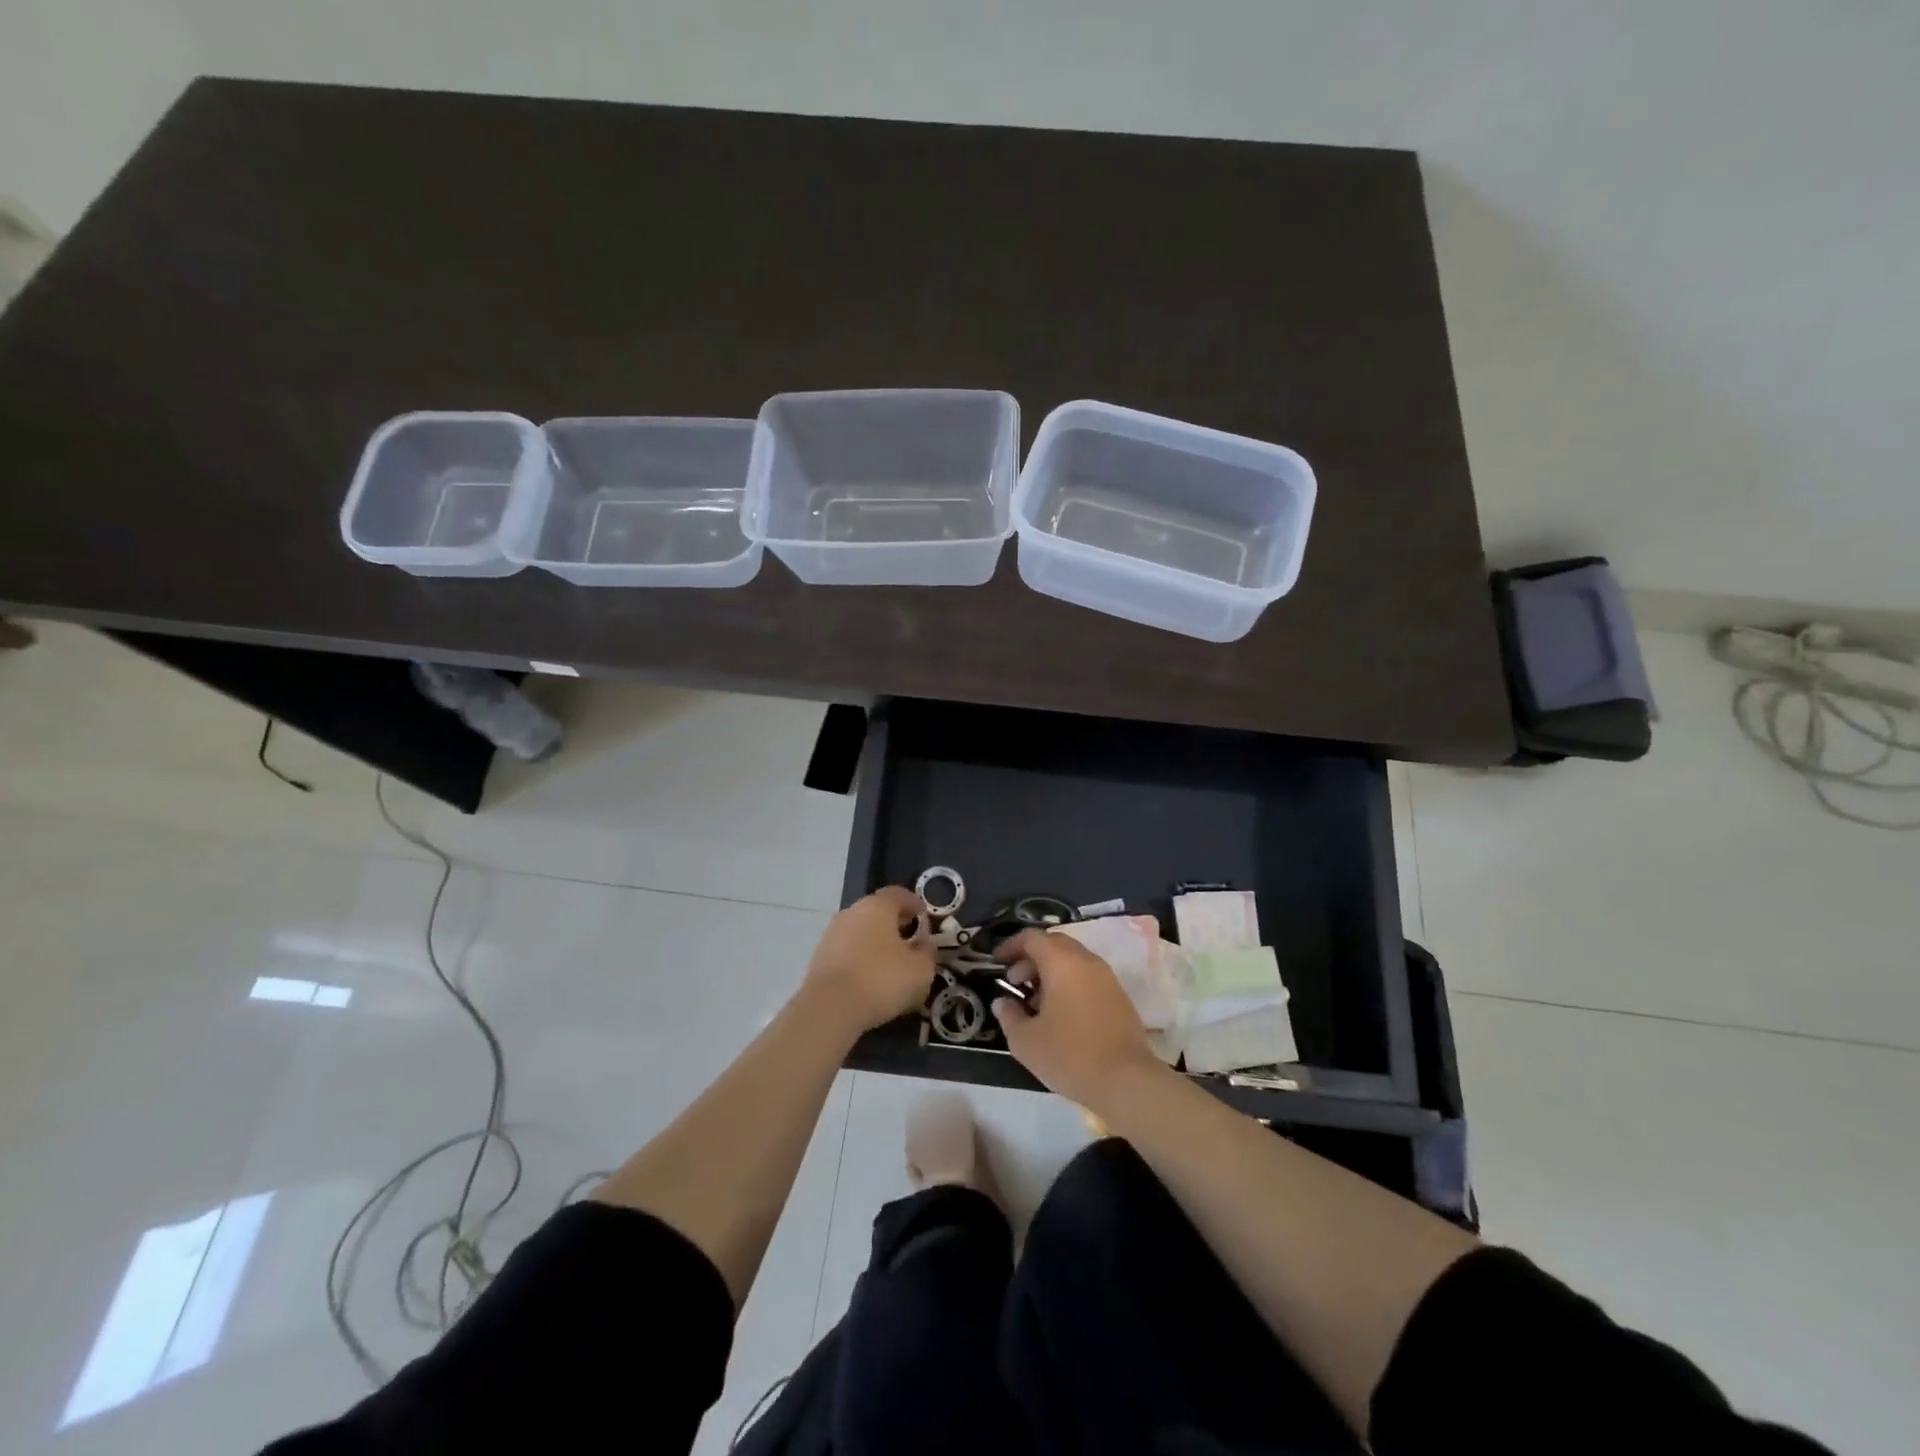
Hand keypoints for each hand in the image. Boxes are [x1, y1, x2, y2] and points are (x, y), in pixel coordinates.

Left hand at [803, 887, 935, 1036]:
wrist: (829, 1008)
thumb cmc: (881, 980)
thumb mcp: (920, 970)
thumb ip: (927, 953)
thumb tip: (924, 945)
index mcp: (877, 907)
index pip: (898, 894)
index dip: (913, 902)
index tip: (923, 914)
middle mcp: (851, 912)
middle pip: (876, 911)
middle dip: (894, 922)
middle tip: (909, 937)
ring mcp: (831, 934)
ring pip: (859, 930)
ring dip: (875, 941)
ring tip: (889, 961)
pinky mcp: (819, 957)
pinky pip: (846, 950)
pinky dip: (859, 957)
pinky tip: (868, 977)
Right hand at [992, 928, 1163, 1109]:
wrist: (1127, 1080)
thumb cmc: (1070, 1055)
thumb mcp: (1026, 1041)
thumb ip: (1009, 1016)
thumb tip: (1002, 1002)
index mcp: (1062, 961)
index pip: (1032, 937)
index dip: (1010, 945)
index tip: (996, 962)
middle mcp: (1086, 960)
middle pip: (1054, 944)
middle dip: (1030, 958)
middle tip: (1015, 982)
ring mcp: (1106, 977)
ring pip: (1072, 960)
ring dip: (1050, 972)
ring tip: (1034, 1001)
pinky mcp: (1118, 995)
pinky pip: (1087, 976)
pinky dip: (1068, 983)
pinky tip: (1060, 1013)